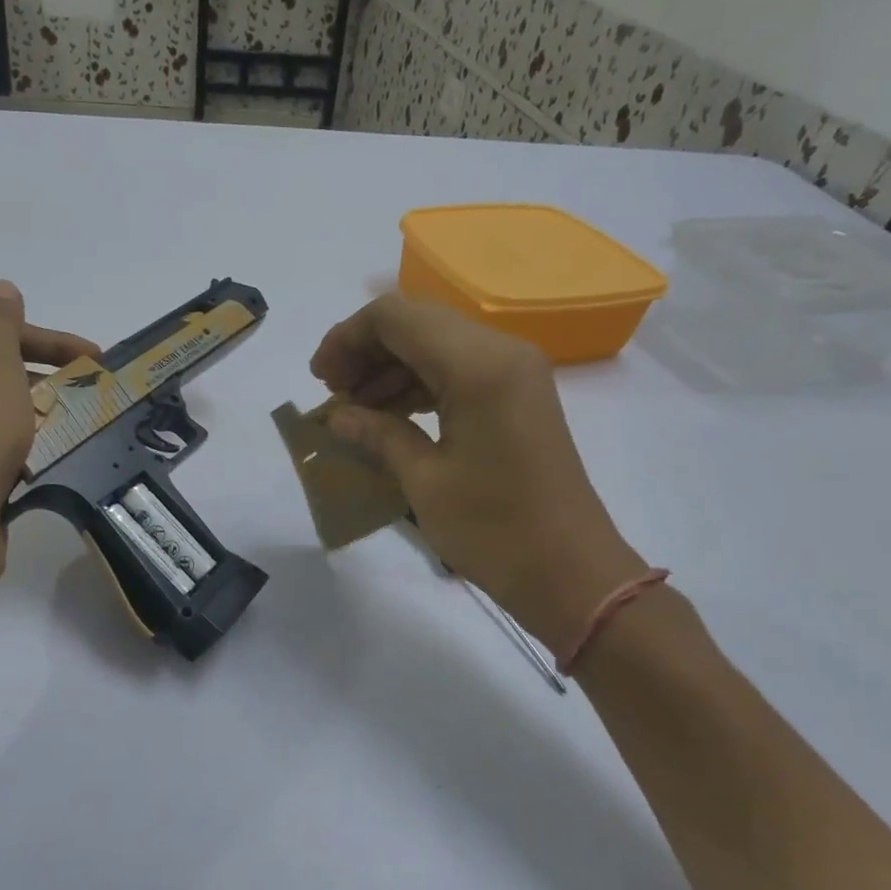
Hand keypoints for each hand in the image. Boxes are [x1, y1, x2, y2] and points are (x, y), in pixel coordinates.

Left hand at [0, 281, 95, 598]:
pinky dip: (27, 452)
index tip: (94, 357)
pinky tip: (55, 460)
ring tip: (81, 425)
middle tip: (91, 392)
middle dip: (45, 379)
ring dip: (40, 417)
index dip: (46, 340)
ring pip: (0, 415)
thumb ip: (1, 323)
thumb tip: (1, 289)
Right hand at [310, 294, 647, 649]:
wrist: (570, 572)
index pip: (396, 317)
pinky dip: (420, 383)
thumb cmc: (494, 530)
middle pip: (417, 323)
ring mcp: (516, 372)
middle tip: (333, 394)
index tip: (320, 379)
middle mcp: (501, 352)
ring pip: (437, 344)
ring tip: (355, 411)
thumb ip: (378, 434)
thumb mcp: (424, 481)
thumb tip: (336, 416)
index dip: (347, 338)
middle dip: (366, 350)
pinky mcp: (519, 395)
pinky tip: (391, 416)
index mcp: (477, 366)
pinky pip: (459, 369)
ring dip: (390, 368)